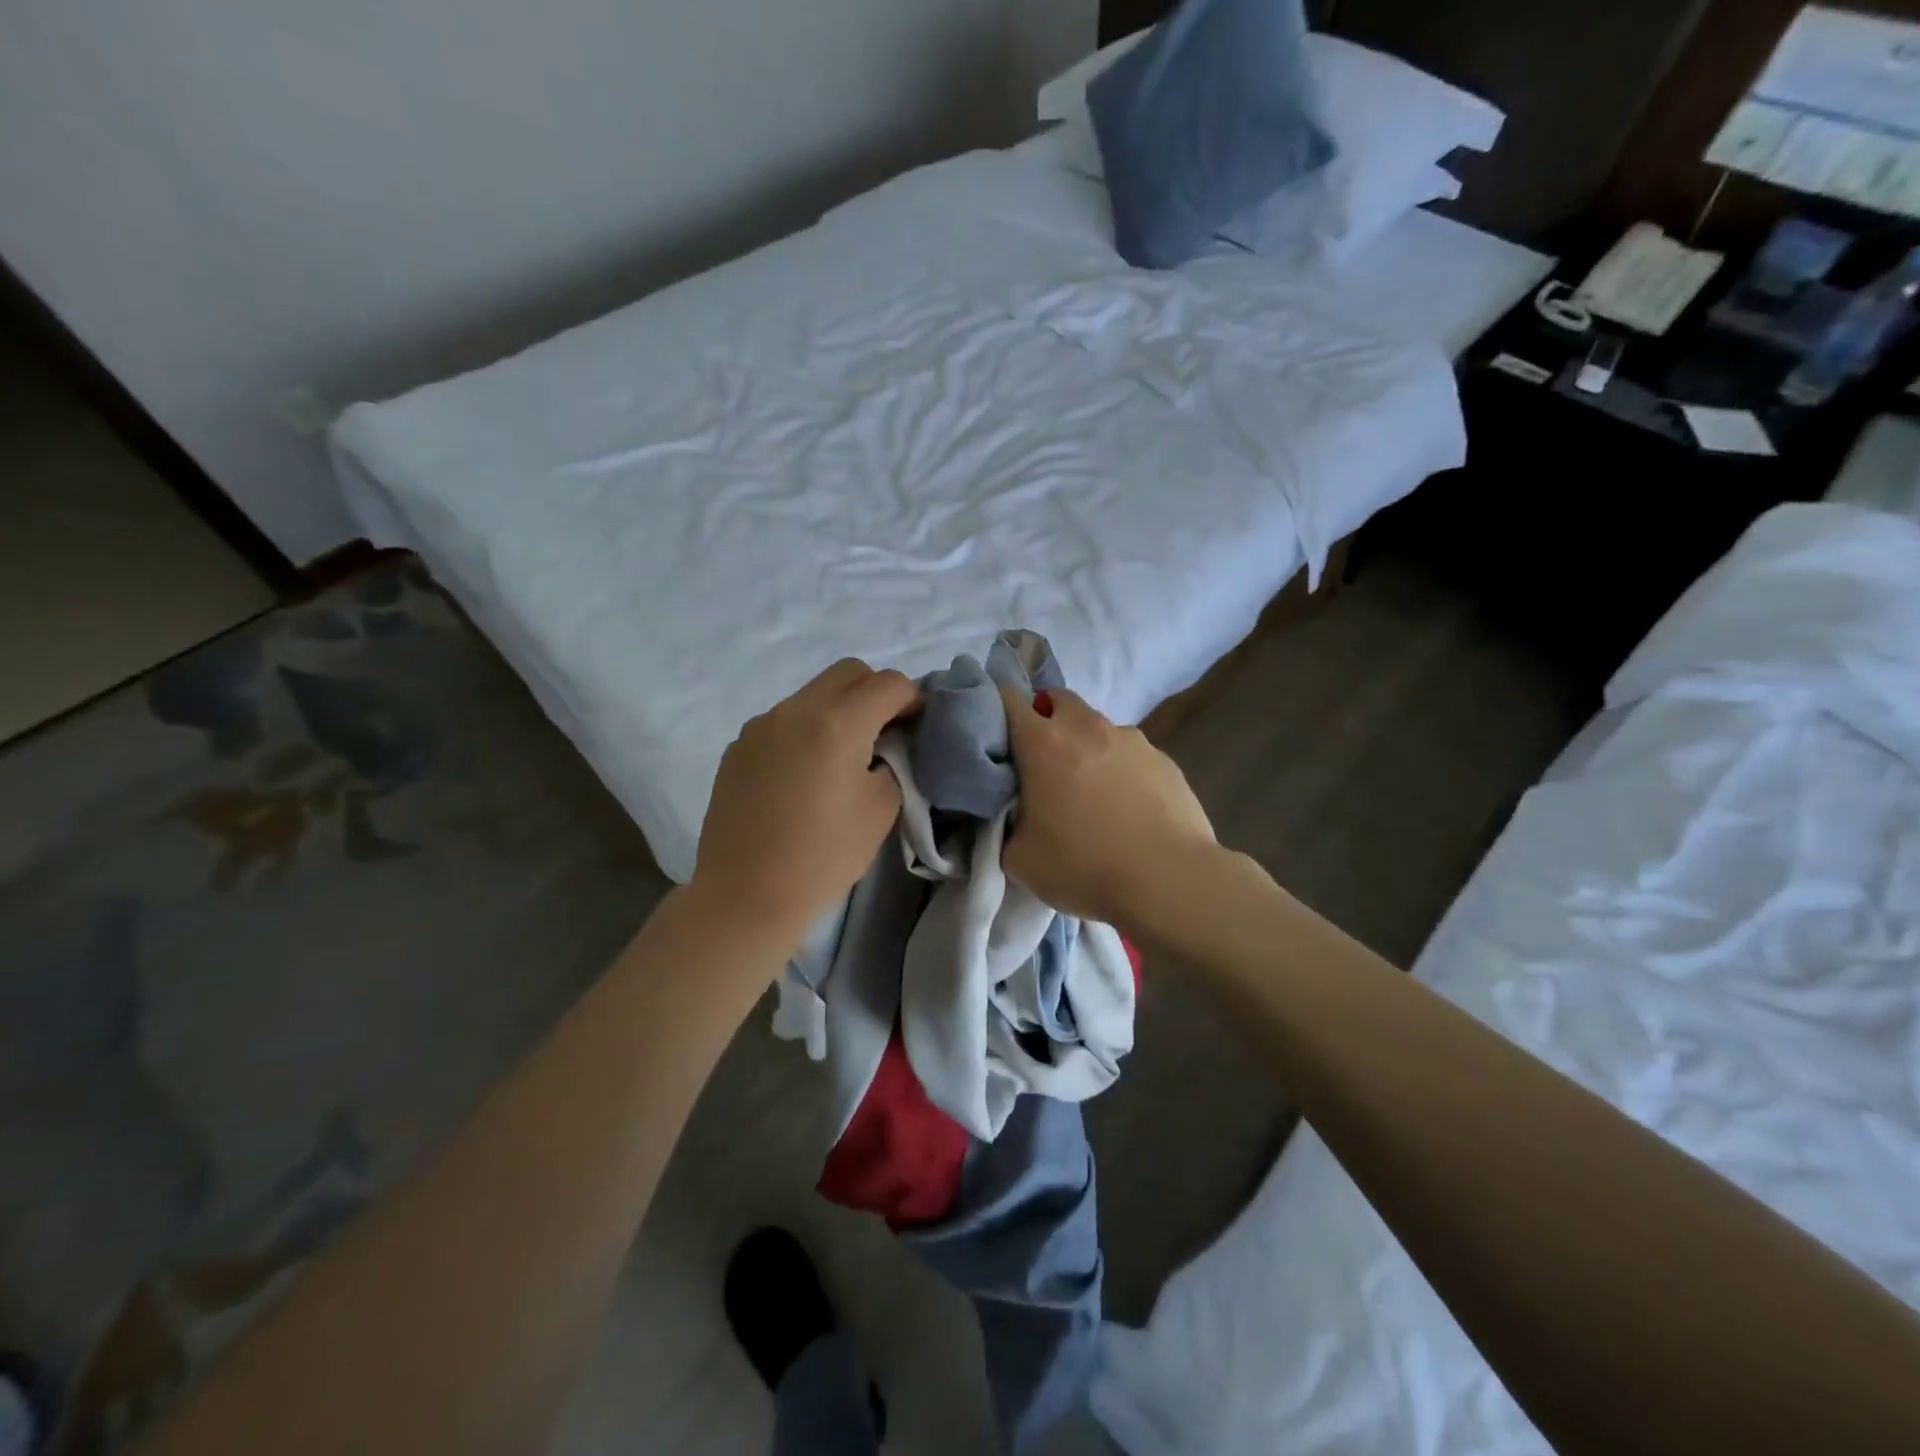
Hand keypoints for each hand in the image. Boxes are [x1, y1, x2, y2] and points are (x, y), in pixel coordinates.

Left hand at [691, 659, 917, 954]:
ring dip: (836, 711)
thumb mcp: (881, 810)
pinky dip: (804, 732)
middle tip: (883, 733)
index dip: (912, 700)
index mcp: (837, 722)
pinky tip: (802, 777)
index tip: (916, 727)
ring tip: (840, 759)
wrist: (746, 895)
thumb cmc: (824, 856)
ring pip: (811, 695)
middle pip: (847, 672)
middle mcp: (795, 710)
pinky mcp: (737, 748)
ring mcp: (760, 726)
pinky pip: (782, 722)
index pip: (888, 683)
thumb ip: (893, 763)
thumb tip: (886, 747)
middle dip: (874, 692)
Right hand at [999, 686, 1217, 931]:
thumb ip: (1008, 826)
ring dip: (1087, 746)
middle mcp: (1086, 728)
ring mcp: (1131, 740)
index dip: (997, 708)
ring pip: (1098, 727)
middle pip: (1058, 700)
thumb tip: (1015, 818)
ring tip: (1091, 790)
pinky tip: (1128, 807)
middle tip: (1041, 758)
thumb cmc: (1083, 866)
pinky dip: (1121, 769)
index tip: (995, 732)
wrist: (1167, 880)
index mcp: (1043, 742)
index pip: (1009, 700)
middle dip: (1046, 717)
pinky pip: (1131, 754)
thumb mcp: (1020, 858)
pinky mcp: (1165, 759)